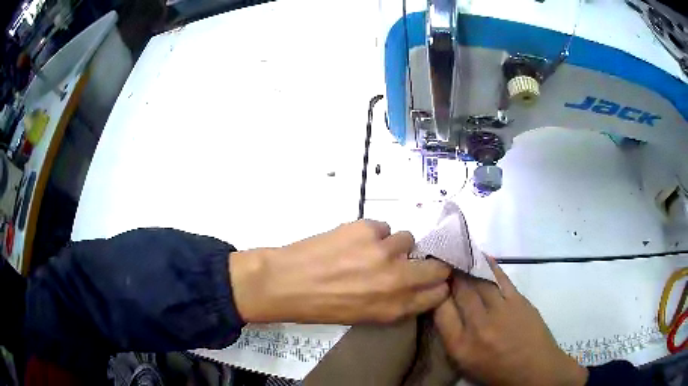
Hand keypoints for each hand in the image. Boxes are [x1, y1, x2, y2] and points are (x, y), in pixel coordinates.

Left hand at [230, 220, 450, 323]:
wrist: (286, 282)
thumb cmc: (321, 307)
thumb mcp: (364, 316)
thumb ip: (394, 302)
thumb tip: (411, 286)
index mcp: (395, 307)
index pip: (438, 293)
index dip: (435, 286)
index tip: (429, 281)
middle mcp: (398, 279)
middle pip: (437, 266)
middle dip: (428, 265)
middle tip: (408, 263)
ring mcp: (384, 251)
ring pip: (407, 240)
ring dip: (393, 246)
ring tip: (369, 251)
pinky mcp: (367, 228)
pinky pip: (383, 227)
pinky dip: (372, 234)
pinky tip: (352, 241)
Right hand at [434, 259, 588, 385]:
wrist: (534, 369)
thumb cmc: (497, 371)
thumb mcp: (465, 363)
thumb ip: (452, 337)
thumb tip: (445, 308)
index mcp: (460, 346)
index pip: (440, 311)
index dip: (436, 292)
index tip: (434, 281)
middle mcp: (478, 326)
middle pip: (460, 292)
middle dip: (450, 273)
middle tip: (444, 259)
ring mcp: (501, 311)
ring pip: (479, 281)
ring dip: (467, 266)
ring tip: (460, 254)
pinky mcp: (519, 301)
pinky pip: (500, 278)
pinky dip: (490, 266)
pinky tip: (482, 256)